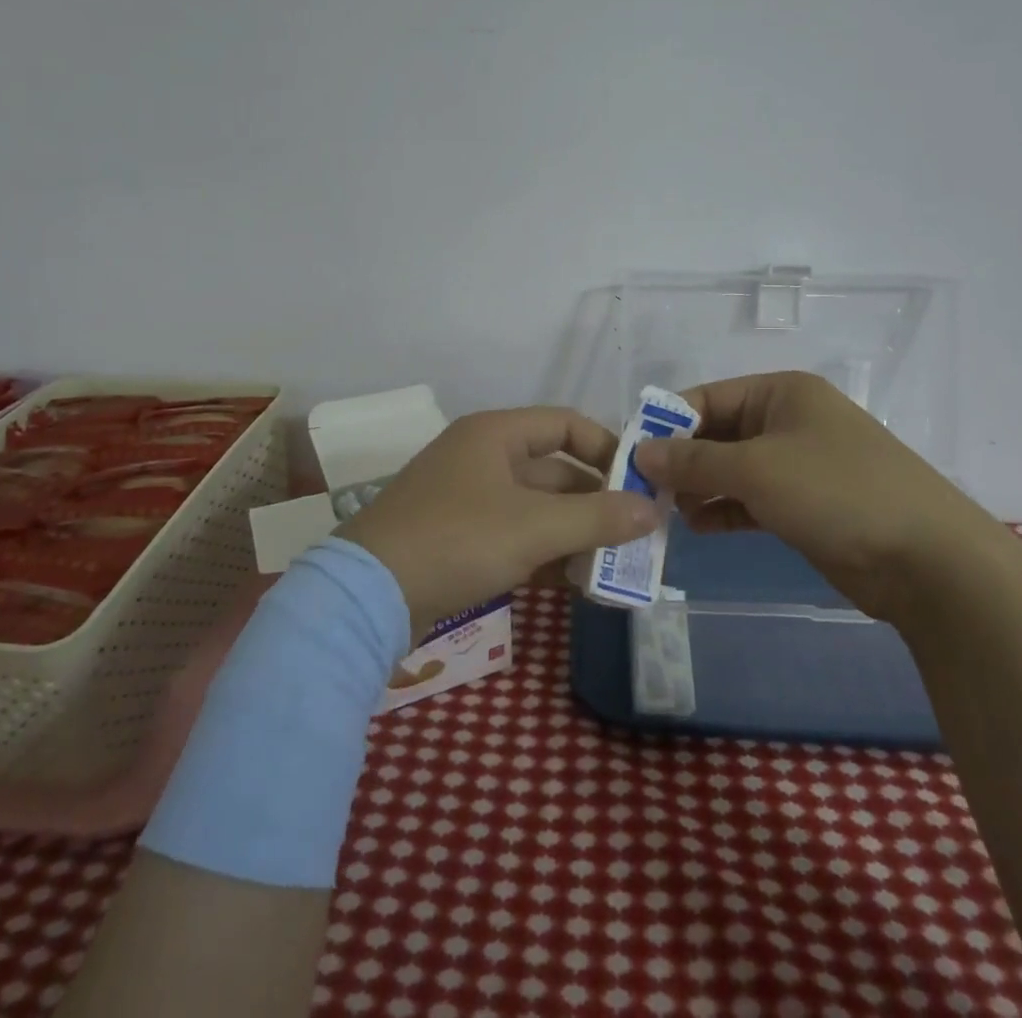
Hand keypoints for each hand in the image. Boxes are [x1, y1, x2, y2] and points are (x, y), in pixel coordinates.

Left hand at [342, 408, 661, 640]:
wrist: (368, 596)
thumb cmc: (458, 540)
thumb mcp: (535, 527)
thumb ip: (598, 517)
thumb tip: (653, 510)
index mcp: (496, 434)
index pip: (566, 424)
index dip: (607, 448)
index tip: (640, 483)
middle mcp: (482, 457)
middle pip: (555, 470)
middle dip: (596, 502)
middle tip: (636, 534)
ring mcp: (468, 498)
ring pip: (536, 507)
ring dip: (574, 532)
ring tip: (613, 565)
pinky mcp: (458, 537)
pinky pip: (515, 534)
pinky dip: (544, 552)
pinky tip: (574, 582)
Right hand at [631, 371, 1002, 609]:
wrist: (927, 560)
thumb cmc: (836, 491)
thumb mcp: (756, 469)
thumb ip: (694, 460)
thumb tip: (641, 452)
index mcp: (782, 393)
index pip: (709, 397)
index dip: (669, 423)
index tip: (632, 453)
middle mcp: (790, 421)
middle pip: (719, 433)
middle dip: (683, 460)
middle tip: (644, 490)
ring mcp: (801, 465)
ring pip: (734, 469)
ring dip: (700, 488)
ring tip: (667, 512)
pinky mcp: (807, 505)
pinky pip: (752, 499)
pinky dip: (725, 510)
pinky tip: (698, 527)